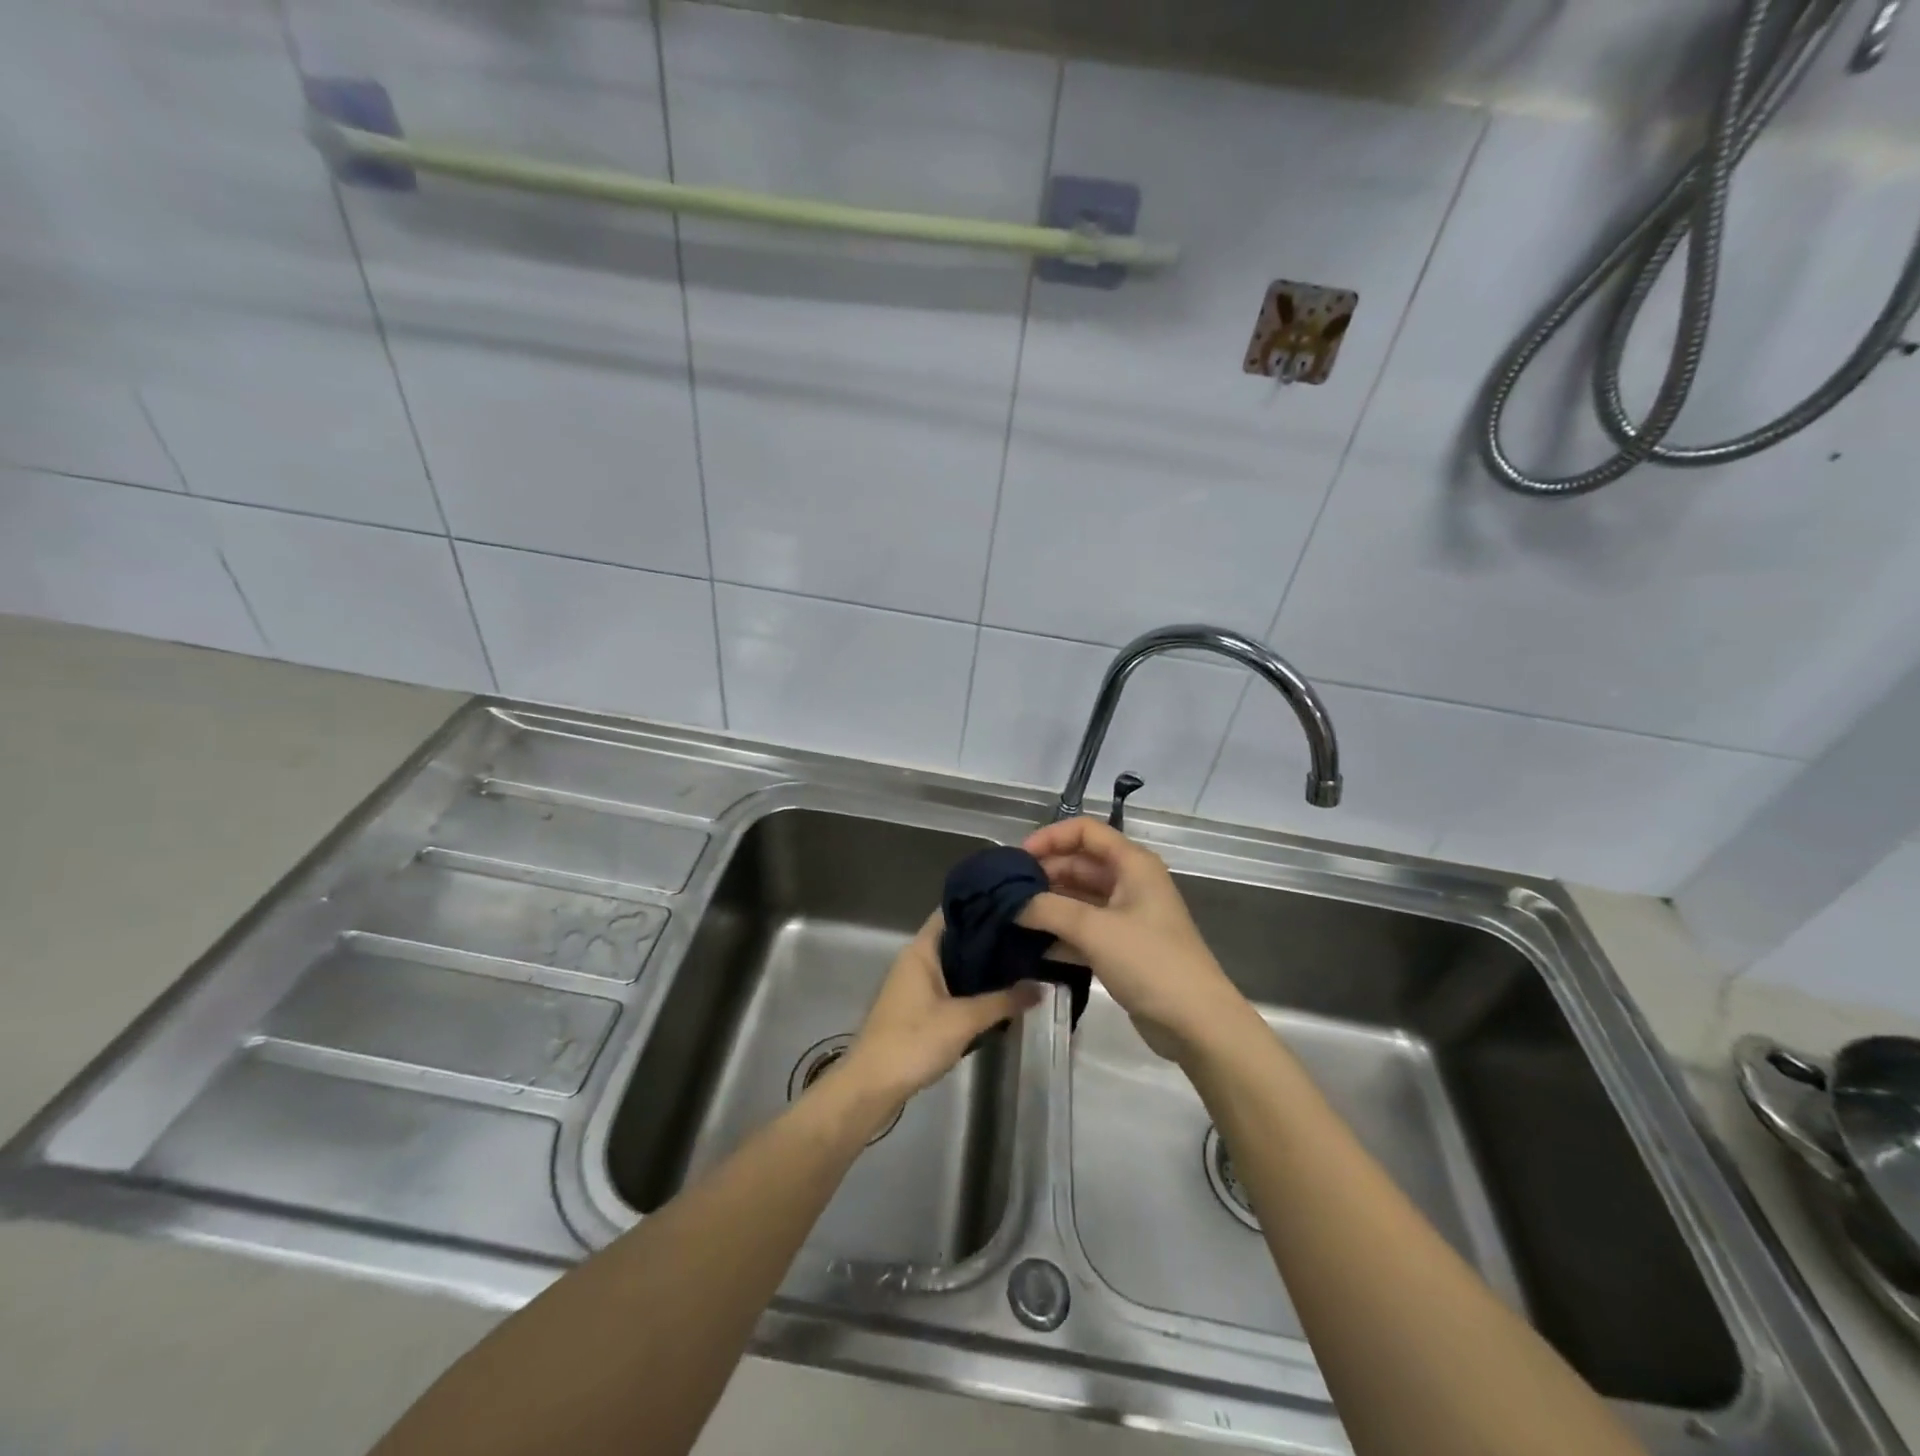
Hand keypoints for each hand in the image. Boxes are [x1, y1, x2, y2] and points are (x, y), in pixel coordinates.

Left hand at [840, 911, 1042, 1112]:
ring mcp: (913, 984)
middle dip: (987, 939)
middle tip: (1026, 937)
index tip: (1015, 907)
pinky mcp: (915, 1008)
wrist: (872, 1085)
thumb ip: (1003, 1001)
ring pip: (952, 964)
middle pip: (955, 938)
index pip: (952, 912)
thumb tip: (1042, 986)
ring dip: (979, 966)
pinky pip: (947, 986)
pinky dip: (969, 987)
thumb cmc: (913, 1041)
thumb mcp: (964, 1020)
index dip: (981, 906)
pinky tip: (995, 994)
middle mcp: (915, 960)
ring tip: (1019, 962)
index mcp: (921, 950)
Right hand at [1016, 817, 1249, 1061]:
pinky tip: (1031, 946)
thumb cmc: (1150, 962)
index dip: (1050, 837)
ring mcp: (1127, 916)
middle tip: (1007, 893)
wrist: (1196, 1022)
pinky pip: (1084, 929)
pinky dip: (1060, 932)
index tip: (1018, 859)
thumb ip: (1048, 909)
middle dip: (1044, 873)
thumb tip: (1011, 903)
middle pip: (1079, 864)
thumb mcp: (1094, 929)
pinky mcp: (1122, 947)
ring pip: (1079, 898)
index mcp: (1132, 864)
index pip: (1086, 831)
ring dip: (1049, 904)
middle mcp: (1130, 882)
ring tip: (1011, 917)